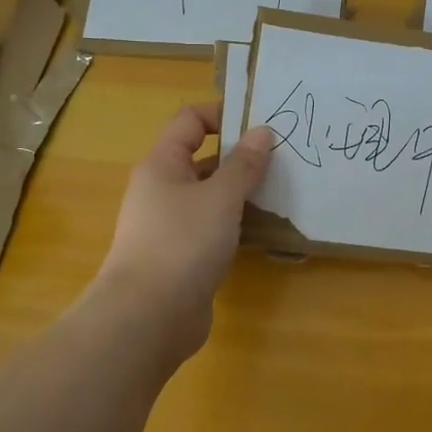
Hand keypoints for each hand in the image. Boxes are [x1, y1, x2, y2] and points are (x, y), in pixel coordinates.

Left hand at [93, 102, 276, 359]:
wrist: (148, 317)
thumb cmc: (182, 243)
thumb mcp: (220, 197)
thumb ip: (244, 164)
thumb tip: (262, 131)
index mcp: (162, 164)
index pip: (190, 120)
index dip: (223, 114)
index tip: (262, 123)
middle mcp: (162, 189)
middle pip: (203, 158)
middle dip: (241, 156)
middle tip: (283, 159)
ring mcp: (170, 224)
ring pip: (210, 196)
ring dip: (242, 192)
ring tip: (282, 191)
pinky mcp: (182, 255)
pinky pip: (213, 227)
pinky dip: (236, 223)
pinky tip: (264, 229)